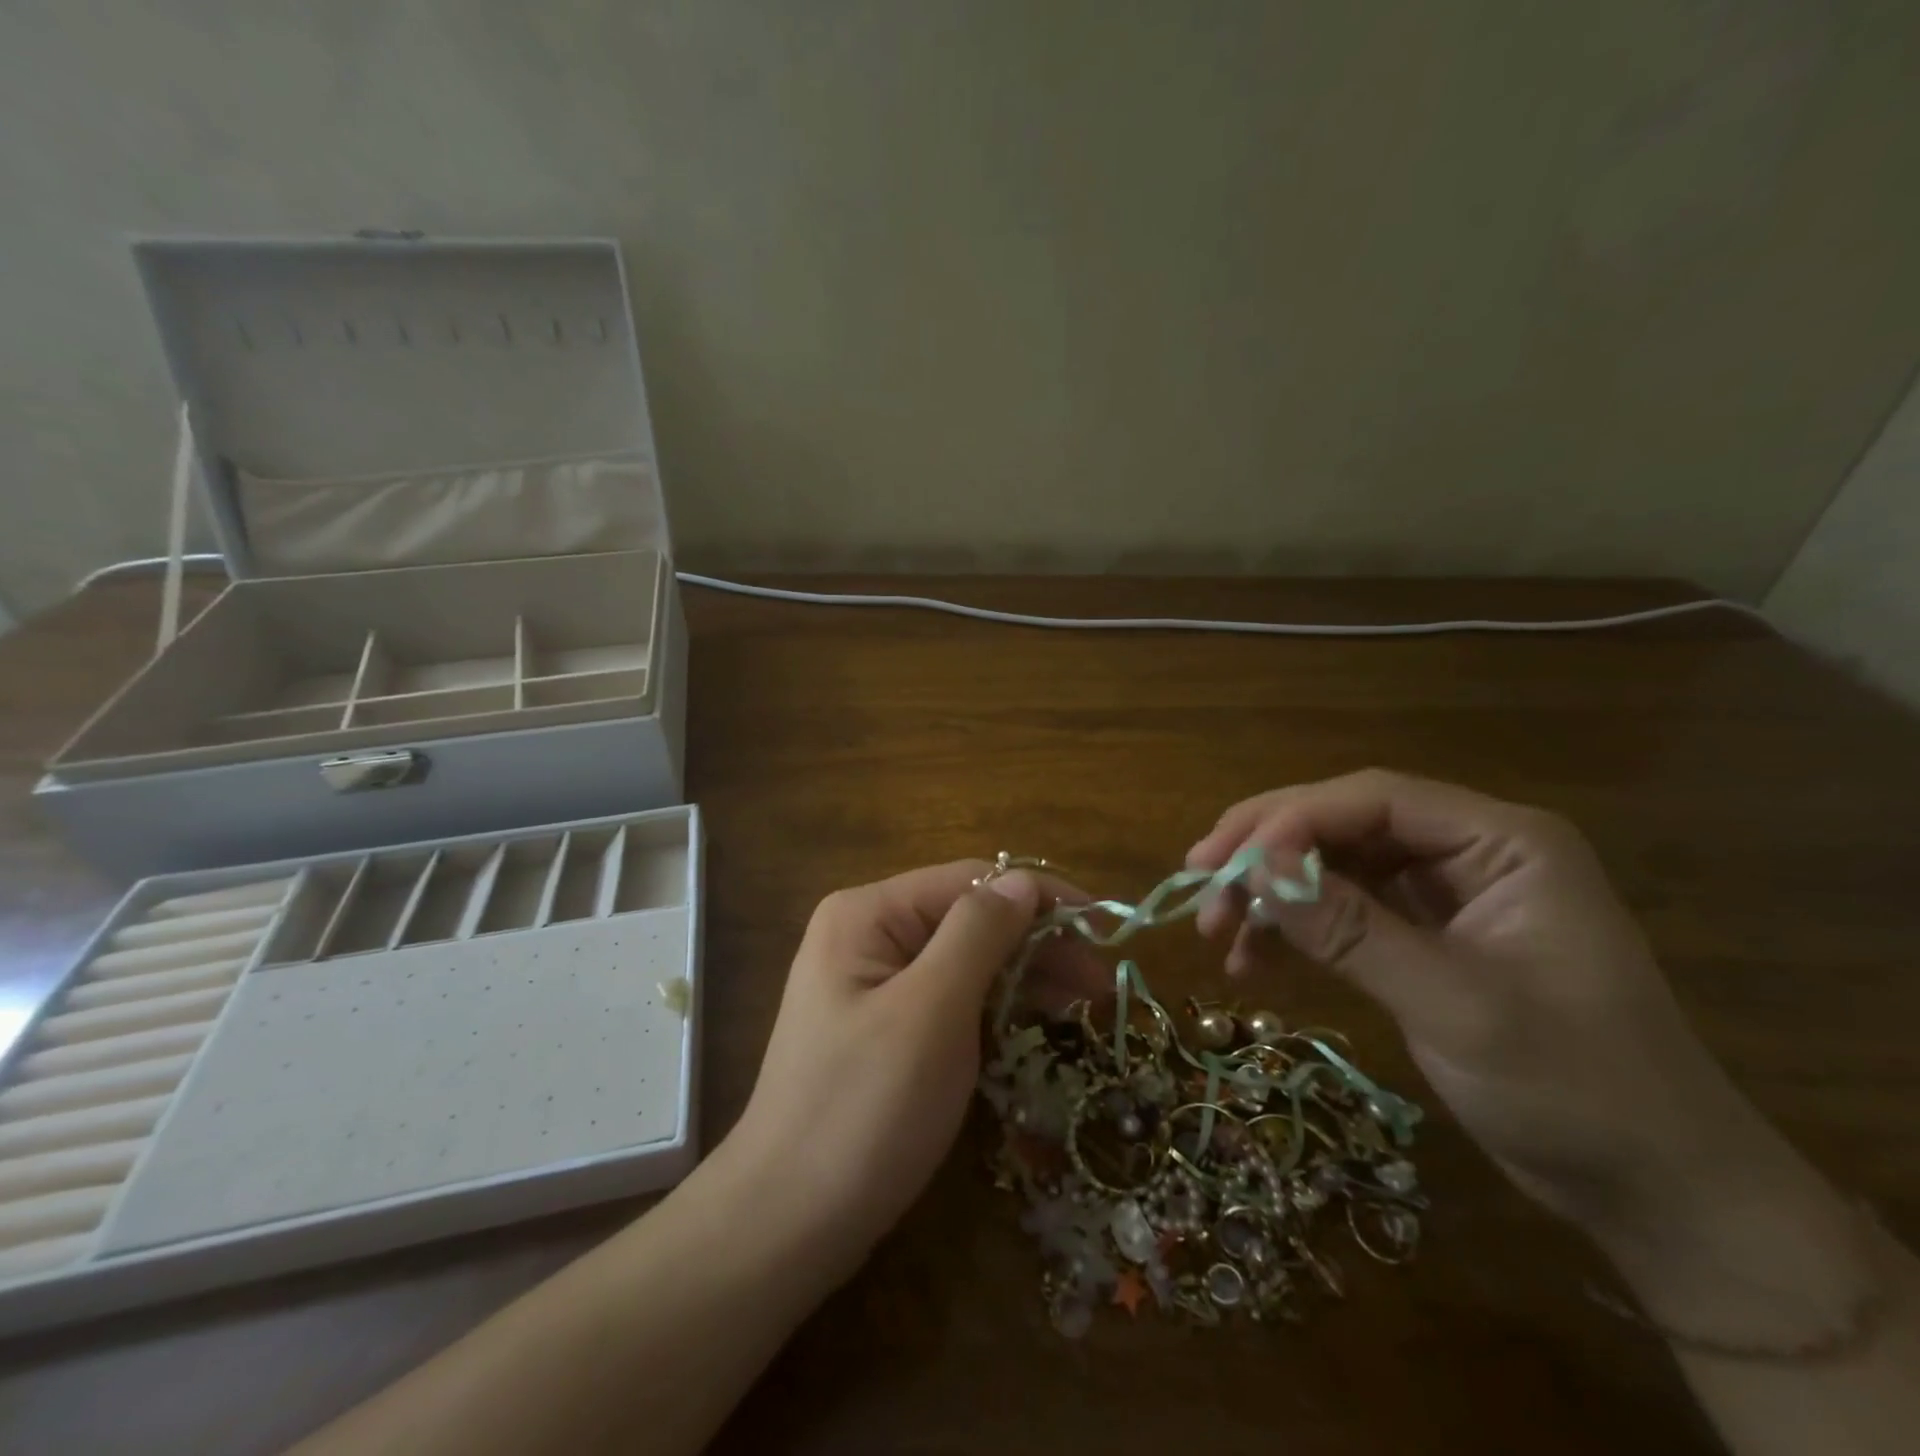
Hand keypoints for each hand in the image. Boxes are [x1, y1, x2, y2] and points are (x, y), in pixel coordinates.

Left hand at [722, 861, 1095, 1276]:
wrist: (785, 1225)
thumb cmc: (864, 1109)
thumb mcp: (931, 1011)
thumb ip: (978, 933)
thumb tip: (1022, 882)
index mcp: (869, 914)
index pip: (971, 880)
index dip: (1040, 897)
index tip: (1104, 927)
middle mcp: (868, 935)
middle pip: (969, 918)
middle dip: (1037, 943)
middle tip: (1102, 984)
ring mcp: (872, 984)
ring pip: (964, 961)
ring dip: (1024, 976)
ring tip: (1085, 1005)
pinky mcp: (883, 1028)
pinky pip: (949, 1000)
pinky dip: (994, 1007)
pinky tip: (1033, 1024)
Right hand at [1185, 771, 1823, 1286]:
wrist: (1657, 1192)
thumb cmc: (1577, 1091)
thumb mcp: (1454, 1006)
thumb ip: (1351, 930)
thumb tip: (1256, 870)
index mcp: (1502, 842)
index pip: (1374, 800)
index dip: (1291, 821)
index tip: (1225, 865)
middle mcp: (1469, 850)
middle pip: (1341, 822)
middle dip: (1265, 852)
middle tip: (1198, 883)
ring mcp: (1444, 892)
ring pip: (1330, 864)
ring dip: (1268, 893)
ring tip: (1216, 934)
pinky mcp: (1422, 933)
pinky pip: (1340, 910)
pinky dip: (1292, 930)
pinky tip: (1251, 963)